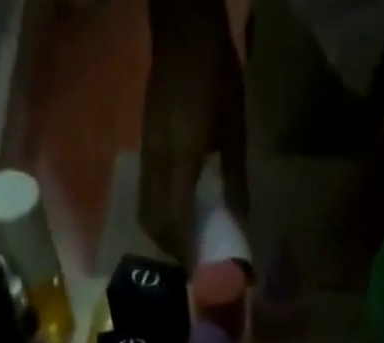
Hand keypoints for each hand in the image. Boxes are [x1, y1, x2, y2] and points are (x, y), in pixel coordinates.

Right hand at [140, 0, 248, 260]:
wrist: (182, 29)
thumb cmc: (214, 75)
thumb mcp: (234, 127)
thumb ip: (234, 179)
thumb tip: (238, 222)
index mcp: (179, 158)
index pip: (175, 219)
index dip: (184, 250)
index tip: (198, 272)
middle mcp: (156, 163)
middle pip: (154, 222)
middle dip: (171, 249)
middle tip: (192, 264)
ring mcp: (147, 156)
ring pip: (146, 212)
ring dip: (163, 235)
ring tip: (184, 247)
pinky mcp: (145, 150)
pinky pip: (146, 196)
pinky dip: (159, 216)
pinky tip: (177, 219)